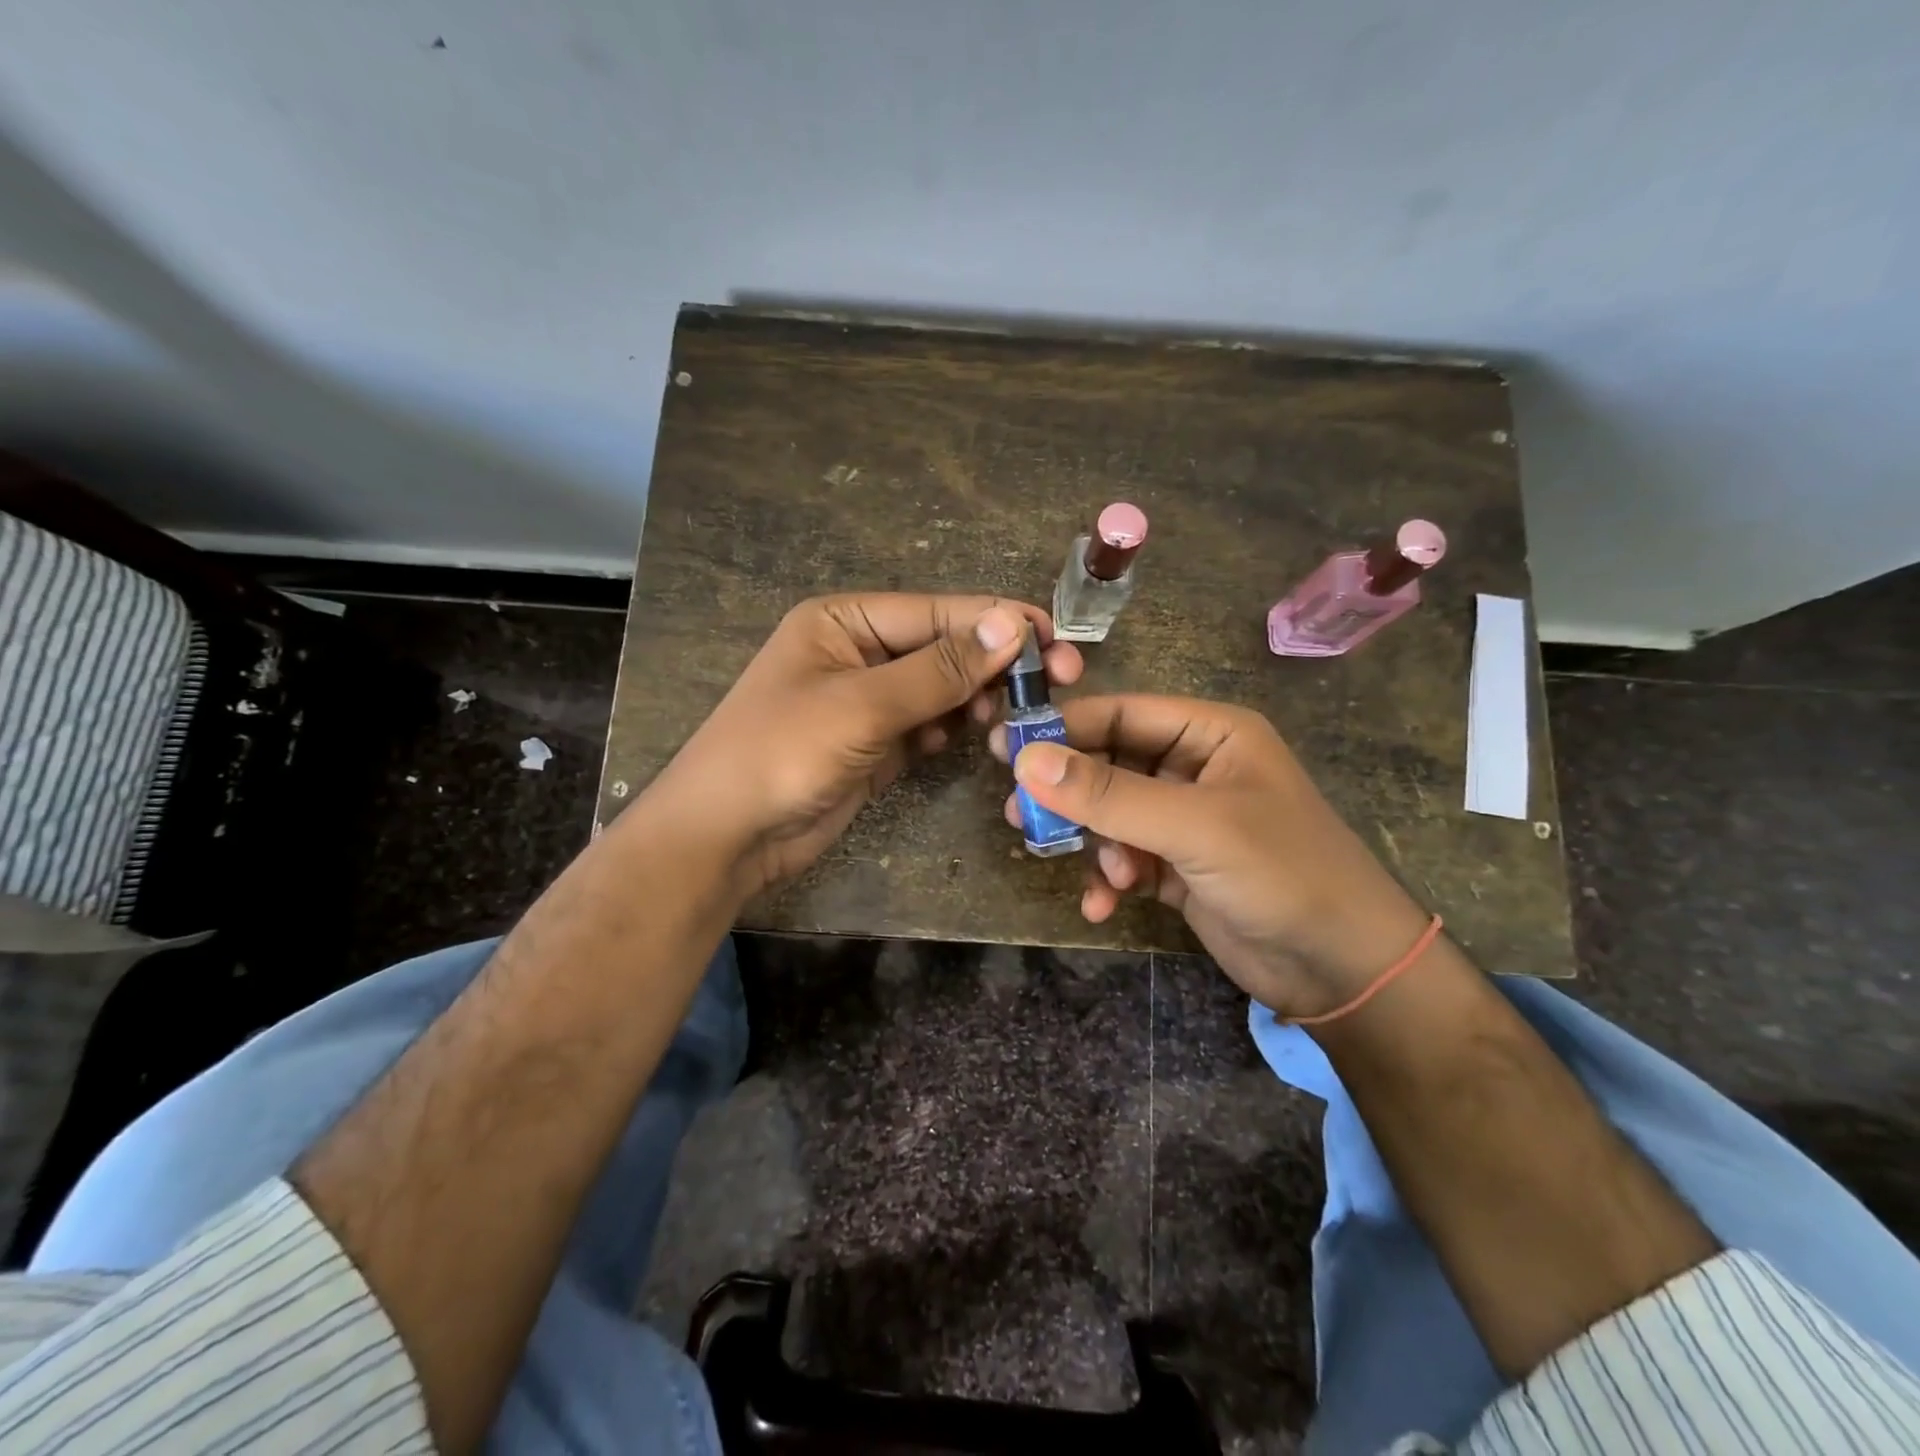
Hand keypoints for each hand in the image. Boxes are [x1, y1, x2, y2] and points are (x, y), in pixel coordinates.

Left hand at [652, 593, 1081, 900]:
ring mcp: (869, 702)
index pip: (937, 611)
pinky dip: (953, 730)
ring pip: (942, 689)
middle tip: (1060, 680)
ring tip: (1020, 714)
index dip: (998, 623)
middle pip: (944, 647)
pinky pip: (929, 726)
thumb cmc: (781, 753)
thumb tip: (1012, 625)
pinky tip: (974, 737)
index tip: (1057, 639)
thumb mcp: (862, 705)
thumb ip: (939, 668)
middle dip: (996, 663)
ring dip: (979, 698)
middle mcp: (860, 652)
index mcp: (845, 620)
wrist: (725, 837)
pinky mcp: (877, 745)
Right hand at [991, 695, 1430, 1017]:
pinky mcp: (1178, 868)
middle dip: (1069, 792)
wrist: (1345, 970)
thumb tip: (1025, 760)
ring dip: (1089, 840)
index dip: (1065, 729)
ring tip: (1063, 860)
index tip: (1006, 748)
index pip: (1123, 714)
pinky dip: (1108, 878)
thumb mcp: (1193, 826)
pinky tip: (1101, 904)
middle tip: (1018, 812)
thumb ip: (1109, 793)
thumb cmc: (1281, 872)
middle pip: (1110, 763)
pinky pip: (1124, 858)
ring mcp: (1185, 821)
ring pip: (1111, 814)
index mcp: (1211, 734)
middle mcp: (1195, 769)